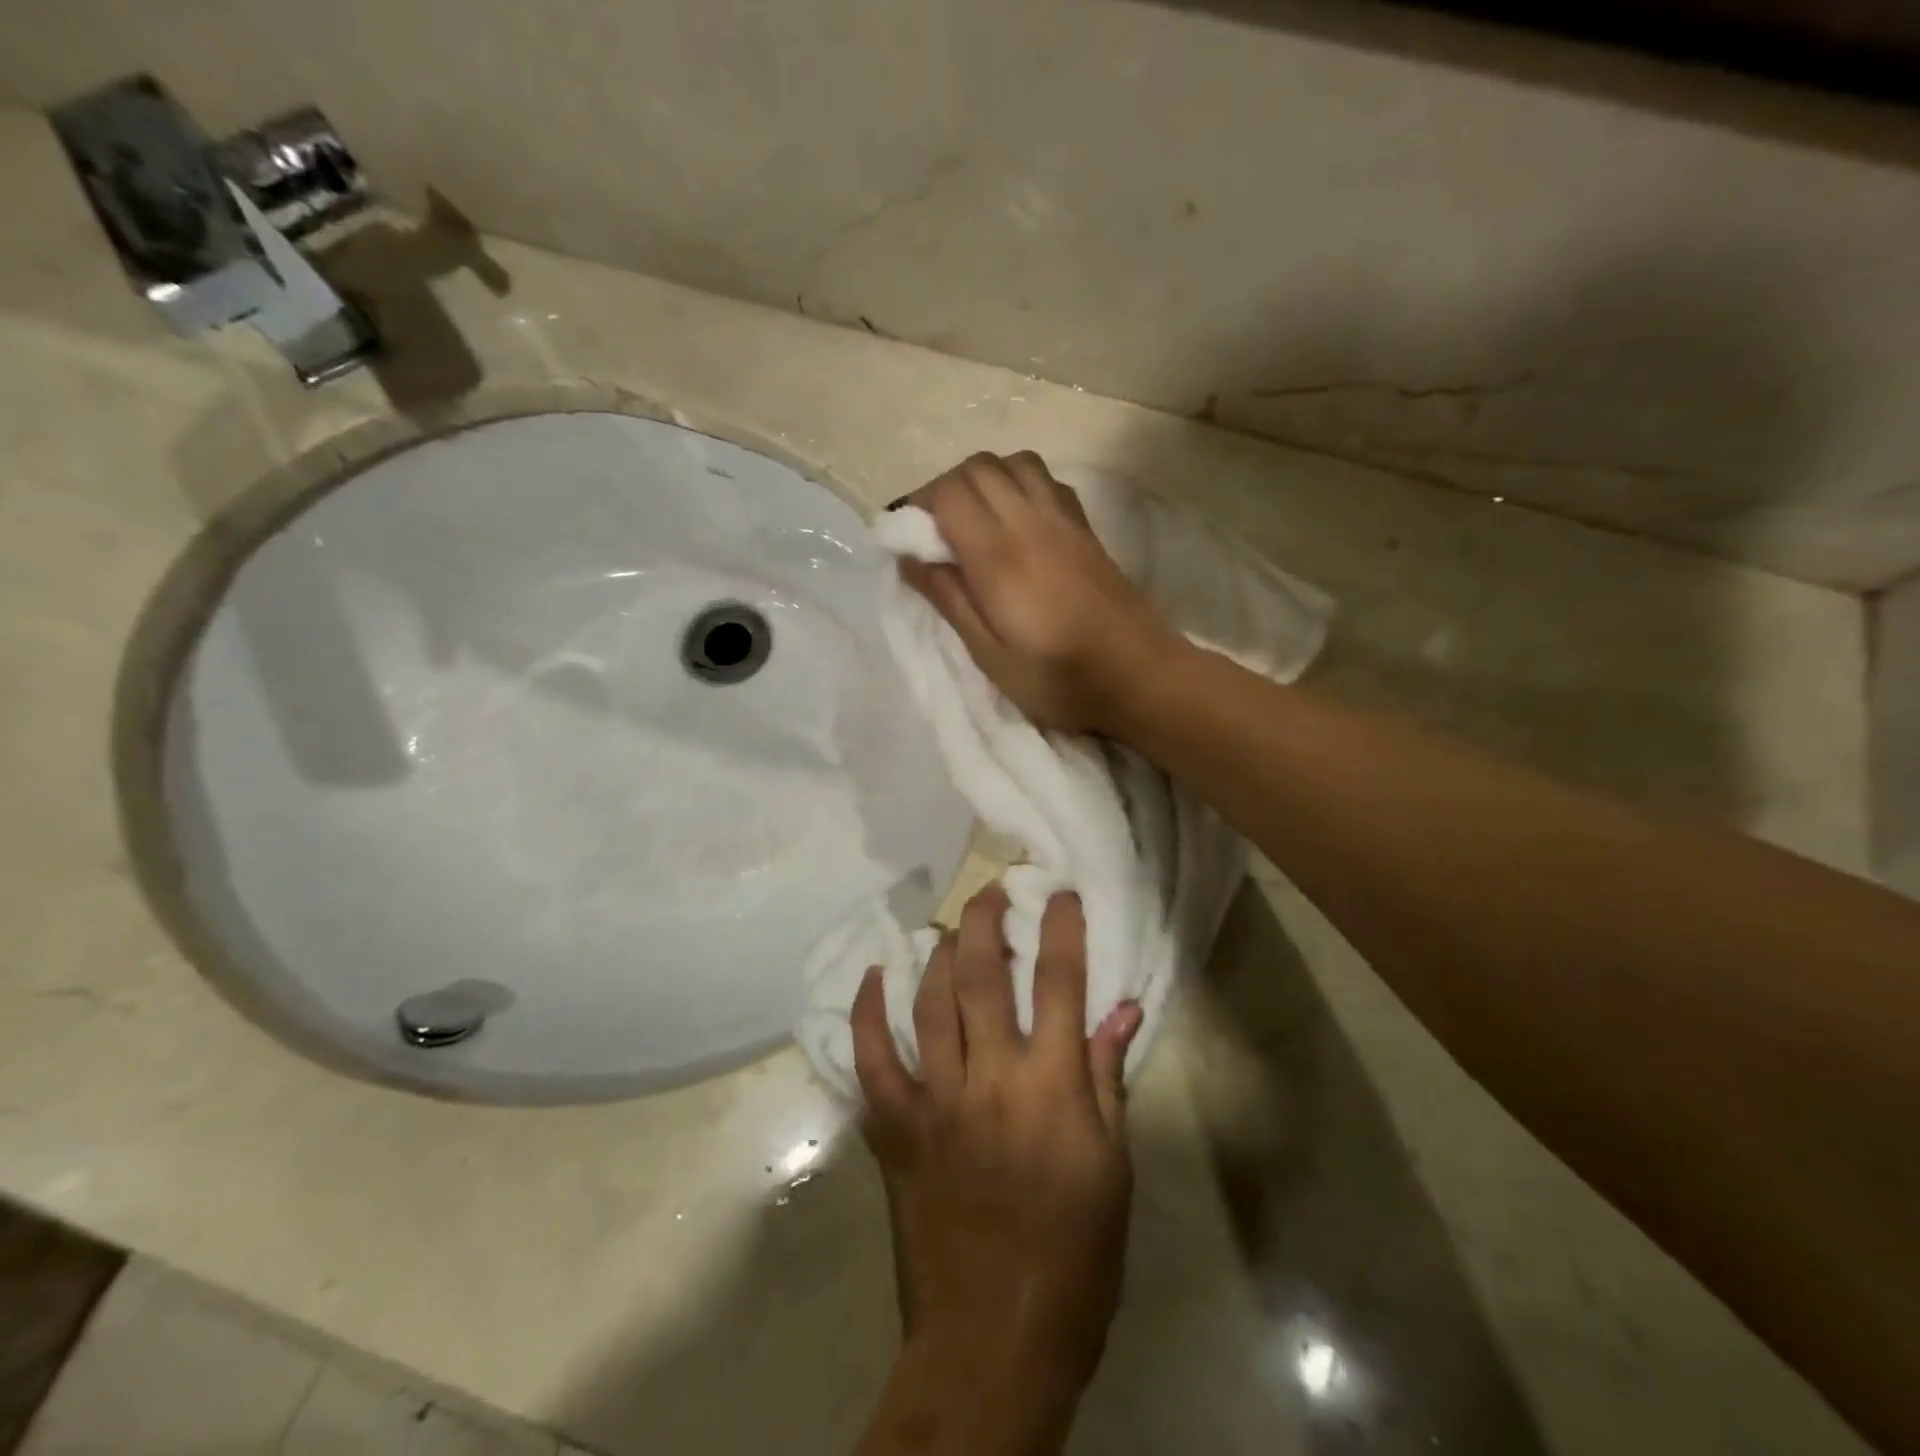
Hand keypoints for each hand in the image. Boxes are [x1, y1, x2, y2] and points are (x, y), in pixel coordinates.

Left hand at [853, 885, 1143, 1399]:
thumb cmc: (1074, 1257)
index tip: (1059, 892)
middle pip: (981, 975)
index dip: (1061, 929)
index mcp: (1050, 1088)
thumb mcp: (1112, 1169)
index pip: (1058, 983)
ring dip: (937, 954)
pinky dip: (869, 1012)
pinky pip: (872, 1058)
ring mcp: (934, 1100)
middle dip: (986, 921)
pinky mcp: (894, 1128)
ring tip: (949, 928)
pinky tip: (874, 975)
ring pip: (929, 1002)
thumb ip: (1106, 1079)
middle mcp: (988, 1078)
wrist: (995, 1339)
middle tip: (992, 890)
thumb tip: (1120, 1011)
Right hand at [895, 451, 1181, 733]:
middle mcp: (1031, 523)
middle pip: (978, 467)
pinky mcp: (1086, 529)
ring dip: (985, 479)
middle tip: (935, 531)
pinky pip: (1046, 480)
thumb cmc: (1061, 680)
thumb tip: (910, 559)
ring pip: (1015, 462)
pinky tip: (1017, 522)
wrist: (1142, 677)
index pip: (949, 495)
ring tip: (974, 521)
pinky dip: (1020, 484)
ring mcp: (1064, 520)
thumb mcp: (991, 657)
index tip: (907, 538)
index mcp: (1000, 557)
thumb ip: (951, 601)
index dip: (918, 506)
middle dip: (945, 488)